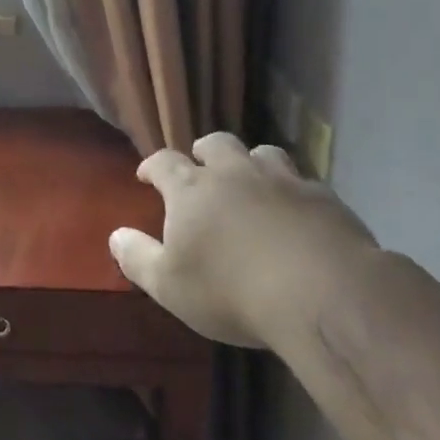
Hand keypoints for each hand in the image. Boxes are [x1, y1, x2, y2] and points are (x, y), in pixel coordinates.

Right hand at [109, 134, 376, 349]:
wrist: (323, 296)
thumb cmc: (232, 292)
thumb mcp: (169, 286)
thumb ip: (138, 258)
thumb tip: (115, 235)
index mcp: (192, 190)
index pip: (164, 162)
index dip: (152, 166)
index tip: (147, 176)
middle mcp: (235, 174)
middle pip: (216, 143)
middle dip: (204, 152)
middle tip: (202, 169)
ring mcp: (283, 181)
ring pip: (263, 153)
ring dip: (252, 164)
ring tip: (251, 184)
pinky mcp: (325, 199)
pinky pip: (304, 183)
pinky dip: (293, 193)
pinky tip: (297, 215)